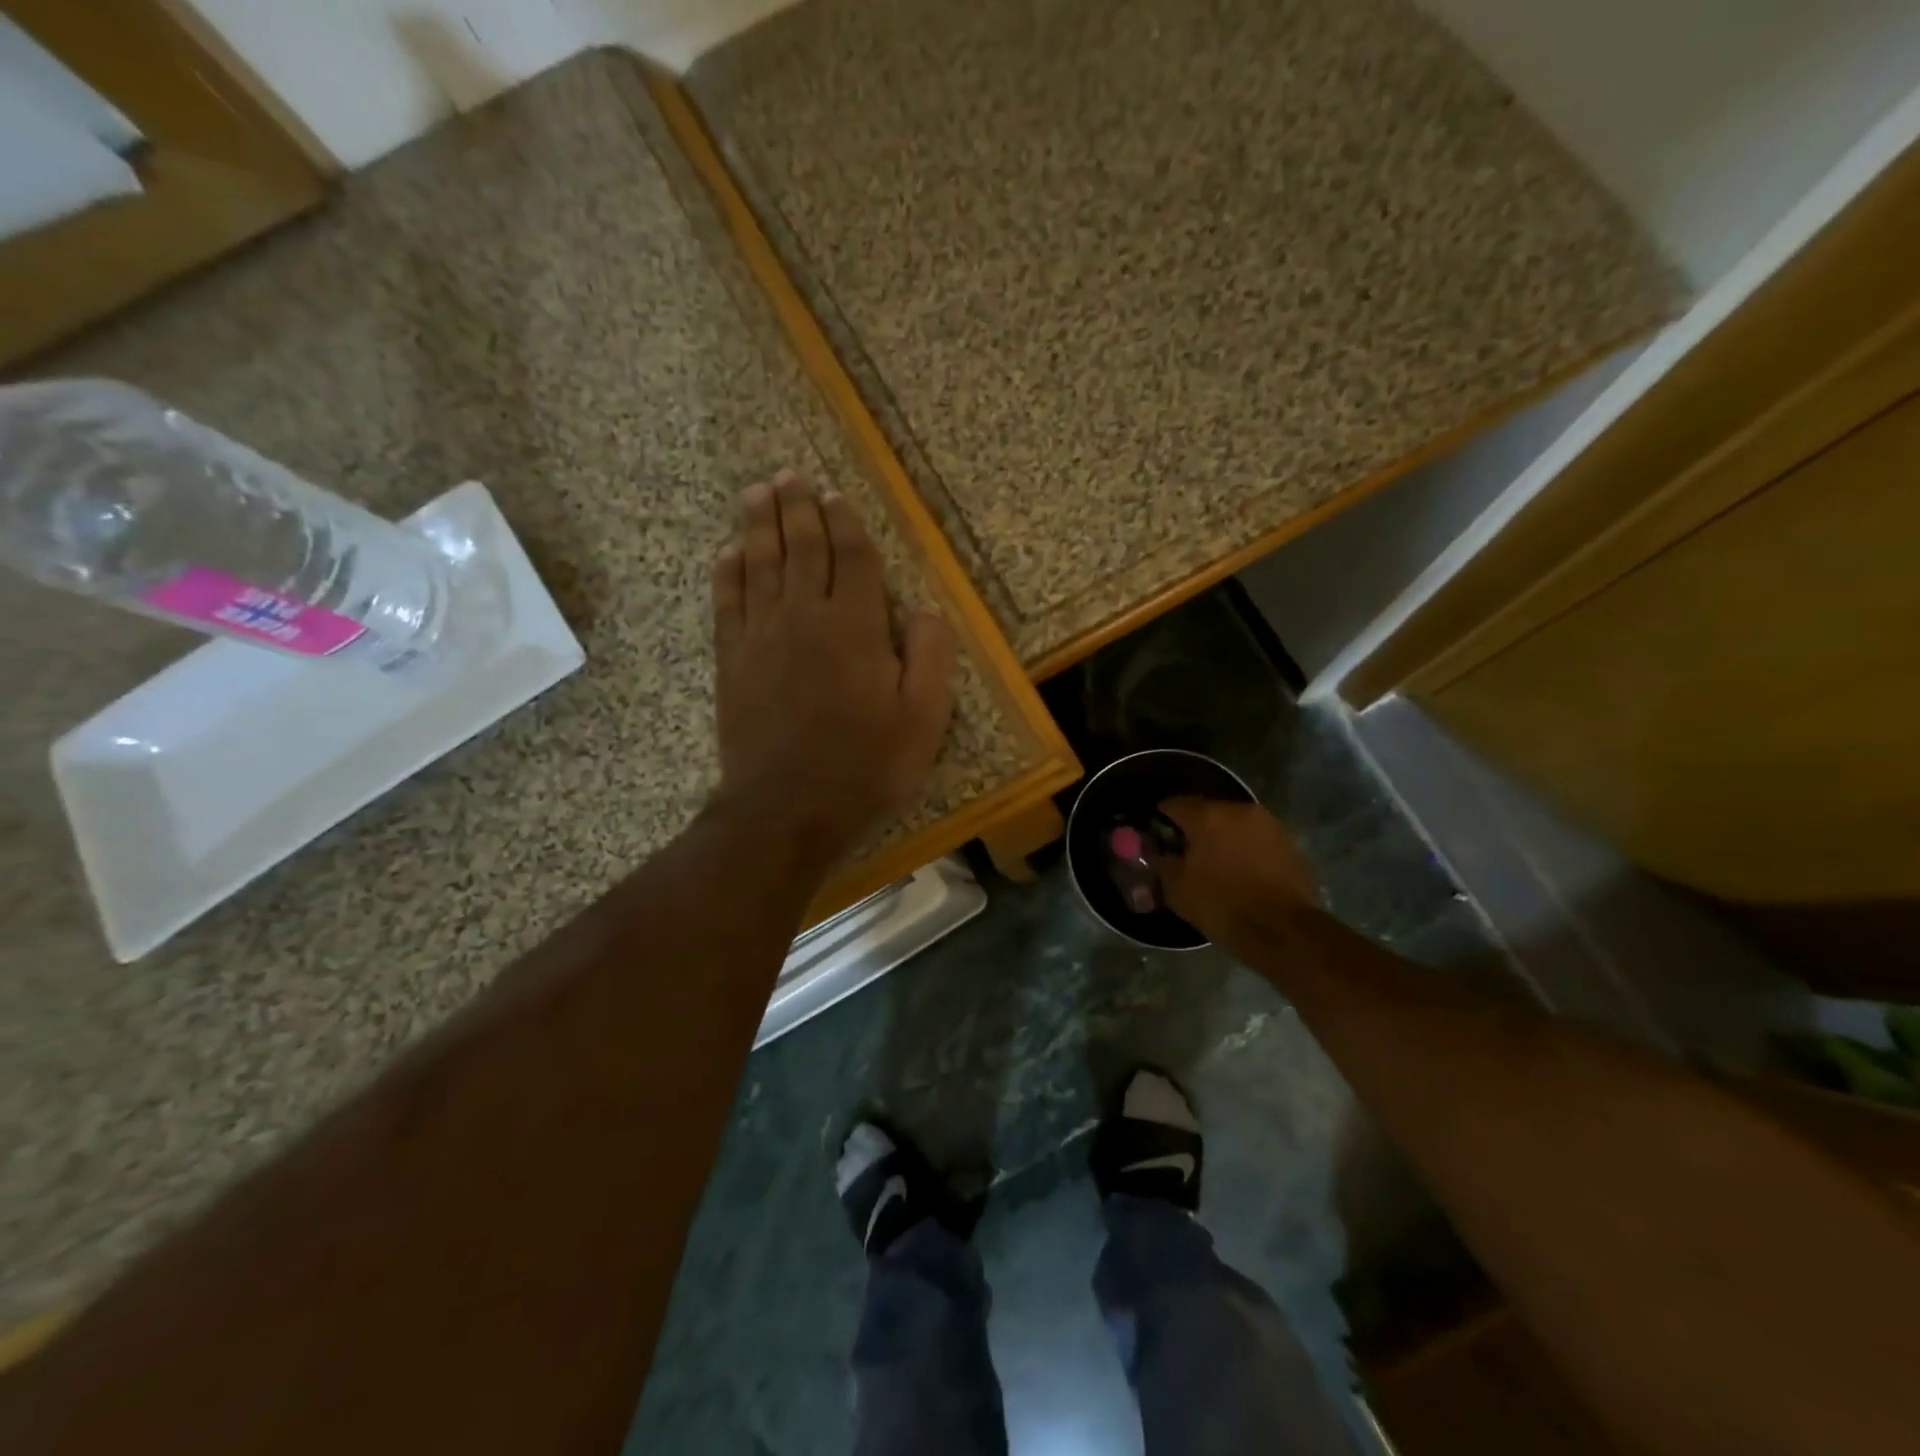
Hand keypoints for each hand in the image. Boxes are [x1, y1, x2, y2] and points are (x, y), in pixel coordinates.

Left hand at [711, 472, 956, 862]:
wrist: (788, 808)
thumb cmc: (866, 765)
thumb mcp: (924, 719)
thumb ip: (931, 657)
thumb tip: (926, 608)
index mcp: (856, 626)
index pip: (852, 558)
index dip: (845, 523)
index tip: (836, 496)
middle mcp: (805, 616)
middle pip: (801, 548)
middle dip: (798, 508)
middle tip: (790, 476)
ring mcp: (762, 636)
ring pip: (760, 565)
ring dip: (759, 525)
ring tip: (757, 492)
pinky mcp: (732, 661)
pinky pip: (727, 603)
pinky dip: (727, 573)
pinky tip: (727, 553)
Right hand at [1156, 797, 1318, 936]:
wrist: (1283, 930)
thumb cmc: (1222, 906)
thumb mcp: (1177, 890)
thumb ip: (1161, 864)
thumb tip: (1156, 853)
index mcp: (1207, 816)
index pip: (1174, 804)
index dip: (1162, 818)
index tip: (1157, 834)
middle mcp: (1239, 810)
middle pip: (1207, 810)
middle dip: (1195, 826)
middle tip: (1186, 850)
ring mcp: (1268, 824)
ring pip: (1235, 823)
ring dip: (1223, 836)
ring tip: (1216, 861)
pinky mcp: (1289, 842)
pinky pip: (1257, 838)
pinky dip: (1246, 847)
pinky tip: (1242, 870)